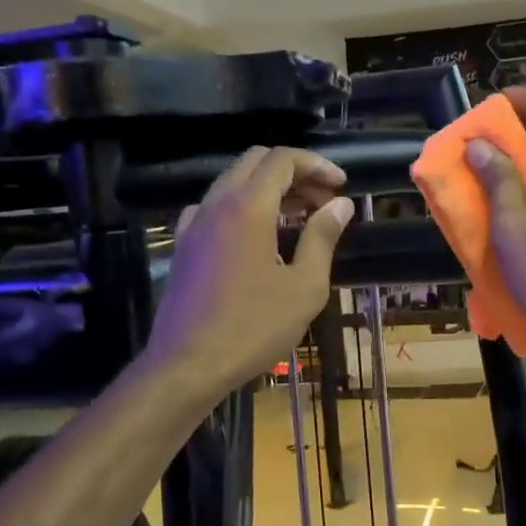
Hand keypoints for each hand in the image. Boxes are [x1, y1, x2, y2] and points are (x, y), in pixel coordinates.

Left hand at [147, 147, 354, 396]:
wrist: (187, 365)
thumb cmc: (253, 328)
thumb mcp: (304, 287)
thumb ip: (322, 238)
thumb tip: (341, 205)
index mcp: (248, 207)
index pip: (282, 159)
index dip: (316, 165)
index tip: (341, 186)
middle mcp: (216, 204)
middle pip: (255, 162)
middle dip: (294, 172)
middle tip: (322, 200)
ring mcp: (194, 224)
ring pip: (233, 182)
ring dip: (268, 189)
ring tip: (299, 218)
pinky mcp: (184, 245)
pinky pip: (215, 208)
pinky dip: (242, 207)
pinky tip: (258, 237)